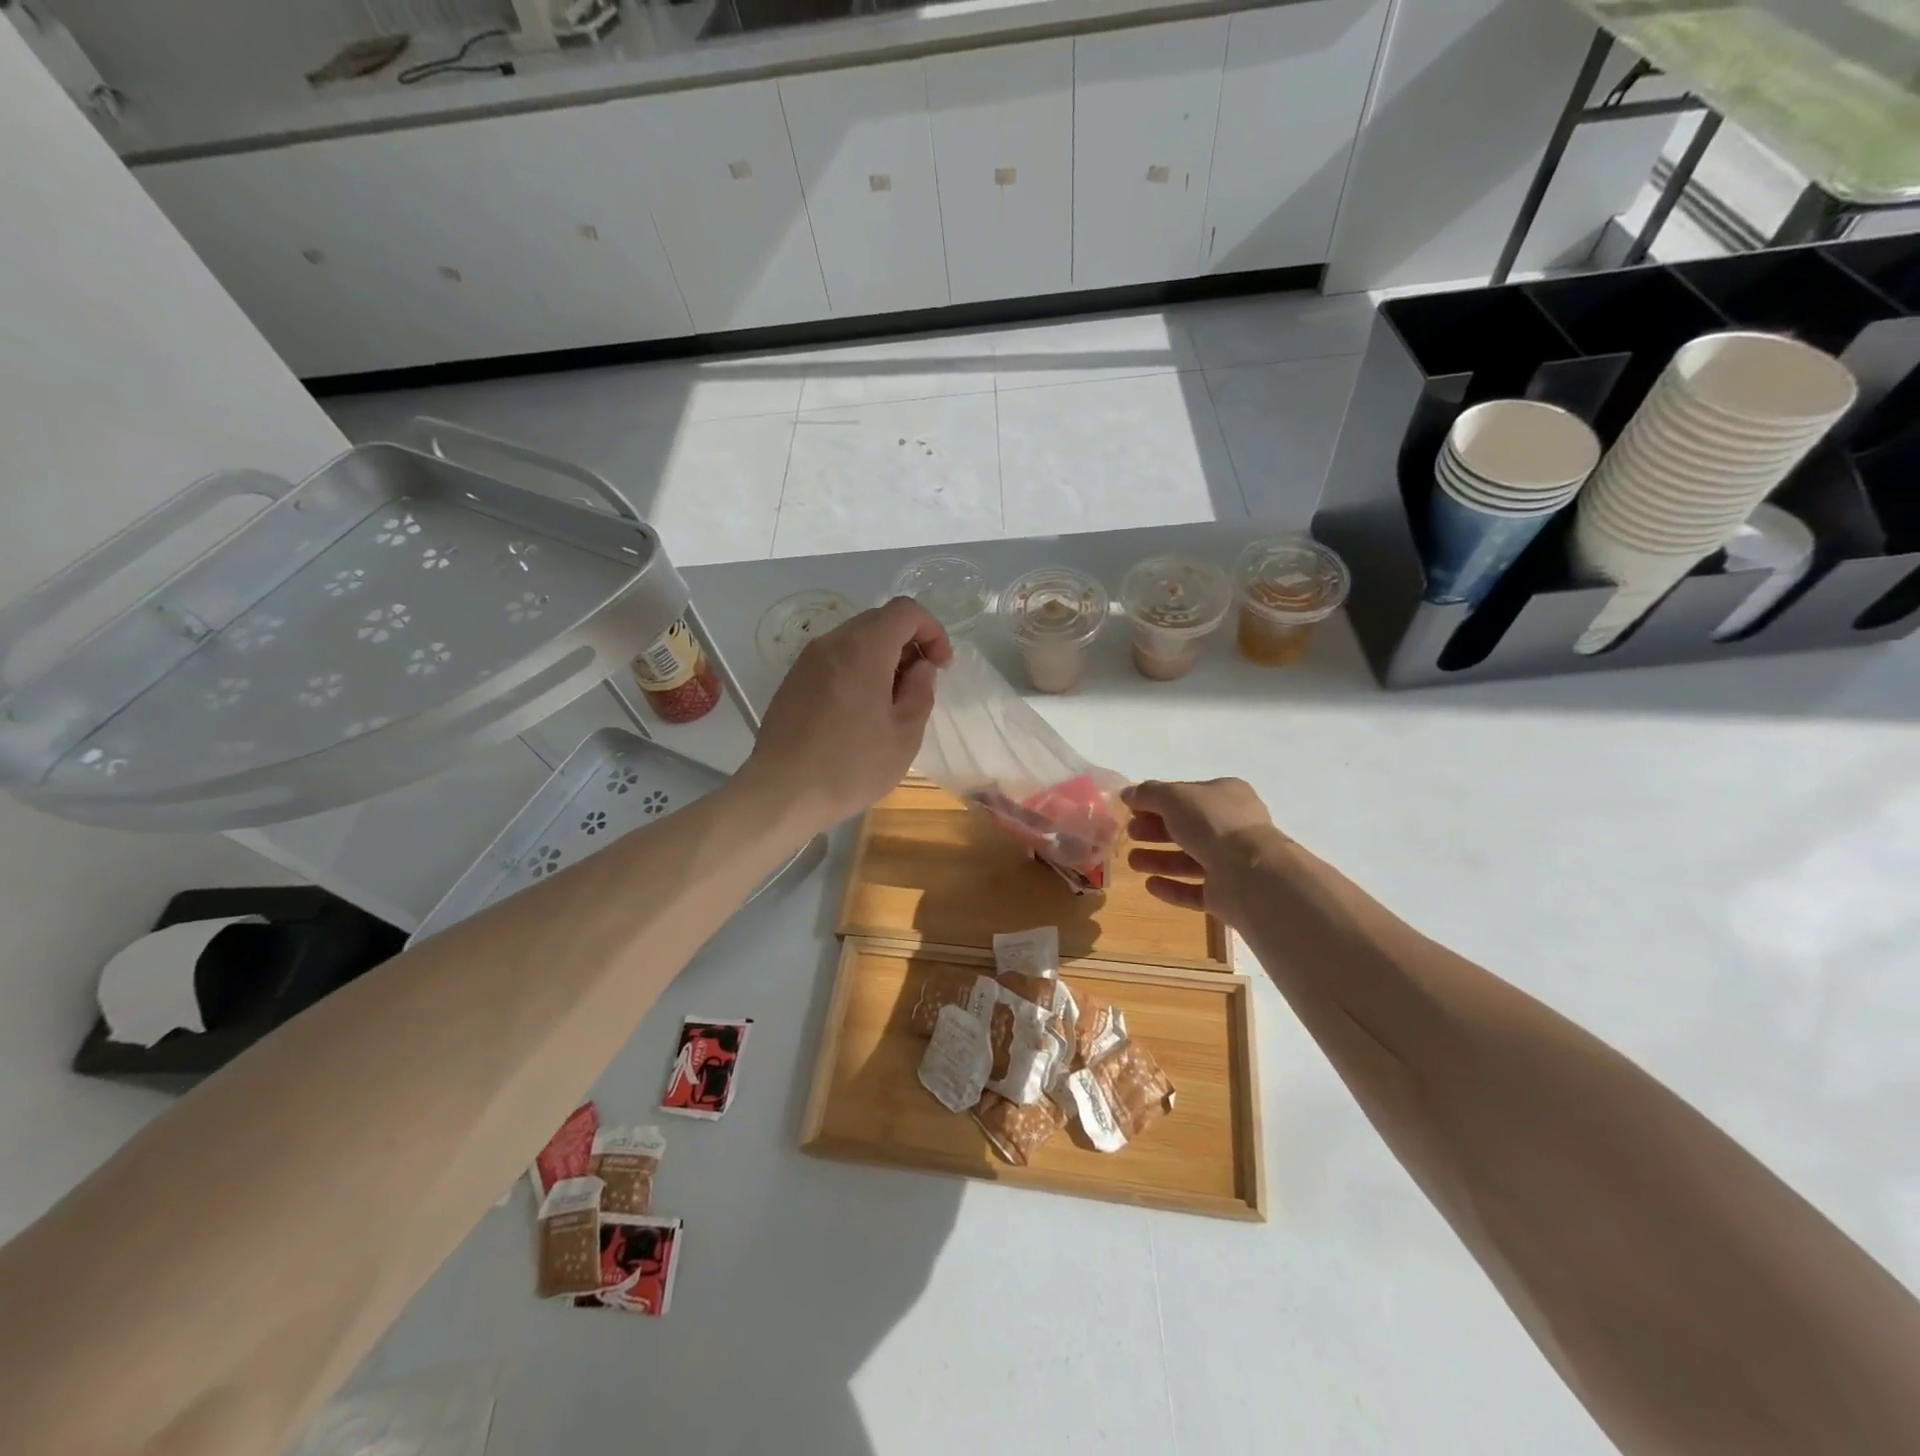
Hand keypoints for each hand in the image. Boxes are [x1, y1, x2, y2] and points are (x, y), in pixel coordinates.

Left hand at [741, 596, 952, 834]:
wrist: (783, 793)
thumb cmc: (851, 766)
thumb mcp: (905, 735)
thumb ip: (921, 691)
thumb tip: (921, 667)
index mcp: (863, 649)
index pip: (905, 611)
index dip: (932, 631)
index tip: (941, 666)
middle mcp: (831, 643)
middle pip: (878, 620)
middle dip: (907, 643)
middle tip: (918, 684)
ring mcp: (806, 661)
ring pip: (853, 639)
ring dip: (881, 657)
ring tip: (889, 701)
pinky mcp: (792, 681)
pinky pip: (833, 659)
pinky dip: (856, 669)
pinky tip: (858, 711)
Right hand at [1122, 778, 1289, 925]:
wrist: (1250, 875)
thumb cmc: (1213, 824)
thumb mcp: (1174, 797)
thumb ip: (1148, 793)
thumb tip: (1128, 793)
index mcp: (1226, 796)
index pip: (1186, 796)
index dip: (1157, 801)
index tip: (1131, 809)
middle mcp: (1232, 827)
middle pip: (1186, 828)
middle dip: (1155, 830)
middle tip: (1130, 834)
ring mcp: (1232, 862)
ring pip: (1188, 859)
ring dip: (1159, 859)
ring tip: (1132, 862)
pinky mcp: (1227, 894)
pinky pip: (1194, 890)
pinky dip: (1172, 887)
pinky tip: (1149, 885)